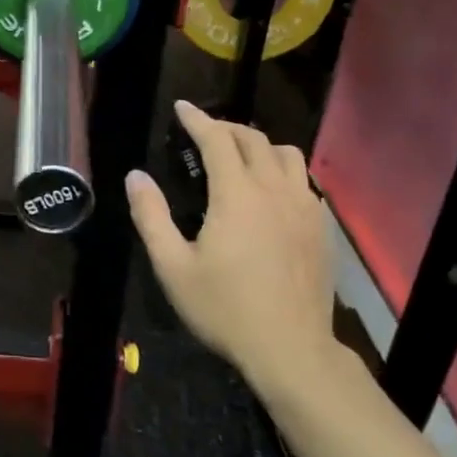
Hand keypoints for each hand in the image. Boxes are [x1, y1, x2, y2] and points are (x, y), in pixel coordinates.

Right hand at [125, 101, 337, 394]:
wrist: (290, 349)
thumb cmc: (225, 308)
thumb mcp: (172, 267)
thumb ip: (151, 216)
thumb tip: (136, 176)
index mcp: (237, 195)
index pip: (217, 140)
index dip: (197, 119)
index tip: (181, 108)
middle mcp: (275, 190)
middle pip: (254, 139)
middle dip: (226, 128)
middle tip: (204, 132)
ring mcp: (304, 207)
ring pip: (287, 154)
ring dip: (260, 145)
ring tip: (241, 157)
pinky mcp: (321, 227)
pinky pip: (303, 181)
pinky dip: (283, 171)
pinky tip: (271, 193)